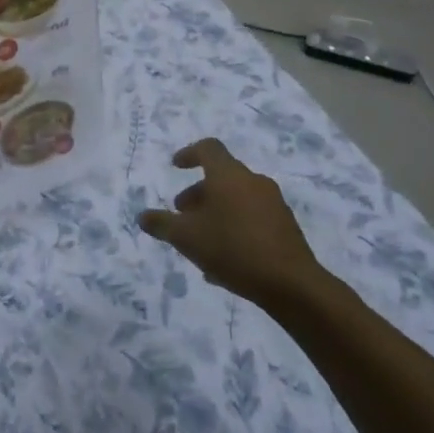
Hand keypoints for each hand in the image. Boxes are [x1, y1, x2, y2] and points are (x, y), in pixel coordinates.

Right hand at [139, 139, 322, 309]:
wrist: (291, 284)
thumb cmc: (233, 249)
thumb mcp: (186, 238)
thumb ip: (162, 224)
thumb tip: (142, 216)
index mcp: (228, 175)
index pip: (208, 148)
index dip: (189, 154)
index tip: (176, 166)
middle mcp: (253, 182)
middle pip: (221, 177)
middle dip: (198, 193)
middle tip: (182, 214)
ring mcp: (274, 204)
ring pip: (237, 200)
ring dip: (216, 212)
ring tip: (200, 242)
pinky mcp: (286, 227)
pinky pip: (252, 219)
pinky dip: (234, 228)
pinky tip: (223, 261)